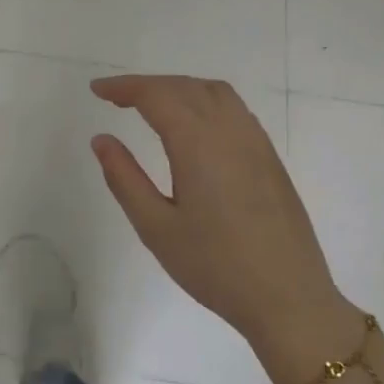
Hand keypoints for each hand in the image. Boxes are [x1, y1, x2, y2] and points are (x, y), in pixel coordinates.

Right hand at [89, 75, 359, 383]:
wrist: (287, 298)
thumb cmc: (214, 266)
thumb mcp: (155, 227)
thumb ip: (124, 178)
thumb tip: (102, 140)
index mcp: (199, 145)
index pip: (157, 96)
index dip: (124, 87)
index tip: (96, 90)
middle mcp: (231, 132)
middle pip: (186, 87)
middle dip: (148, 85)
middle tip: (115, 97)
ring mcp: (257, 144)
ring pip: (216, 94)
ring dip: (180, 89)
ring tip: (151, 105)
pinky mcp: (270, 160)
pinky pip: (236, 111)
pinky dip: (205, 102)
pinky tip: (193, 127)